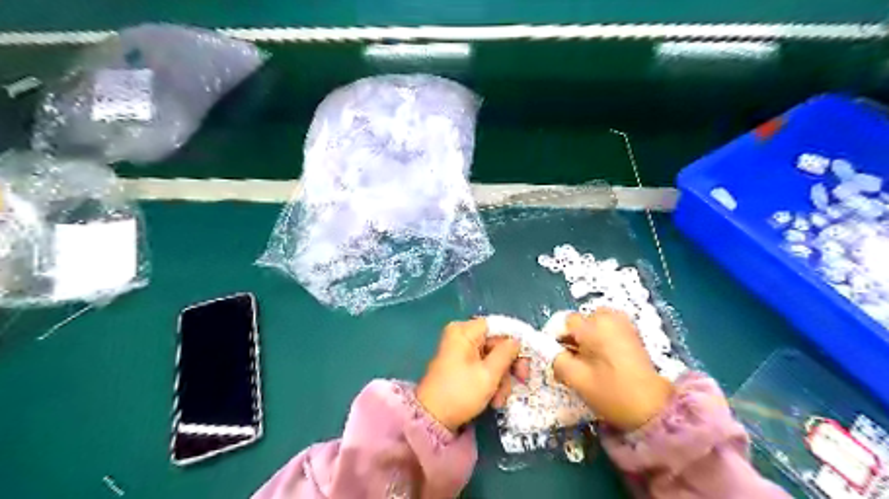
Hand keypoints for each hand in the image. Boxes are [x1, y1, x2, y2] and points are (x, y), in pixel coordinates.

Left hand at [417, 320, 522, 432]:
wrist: (432, 419)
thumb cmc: (460, 393)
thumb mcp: (488, 374)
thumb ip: (506, 354)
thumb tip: (517, 341)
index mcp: (464, 331)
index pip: (497, 326)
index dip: (514, 340)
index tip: (528, 356)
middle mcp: (461, 336)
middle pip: (495, 343)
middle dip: (508, 366)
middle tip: (521, 380)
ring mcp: (460, 351)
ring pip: (492, 358)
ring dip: (501, 379)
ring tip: (500, 399)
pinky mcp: (460, 365)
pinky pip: (482, 367)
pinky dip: (491, 382)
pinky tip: (493, 400)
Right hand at [554, 311, 669, 429]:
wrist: (654, 408)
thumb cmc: (612, 393)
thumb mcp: (576, 379)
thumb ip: (556, 360)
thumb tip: (550, 351)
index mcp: (594, 326)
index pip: (564, 322)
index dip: (555, 338)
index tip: (554, 356)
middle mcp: (608, 317)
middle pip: (578, 322)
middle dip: (570, 339)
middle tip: (570, 363)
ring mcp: (623, 323)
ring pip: (591, 325)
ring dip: (584, 339)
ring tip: (586, 362)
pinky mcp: (631, 332)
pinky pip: (605, 328)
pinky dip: (598, 339)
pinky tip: (602, 360)